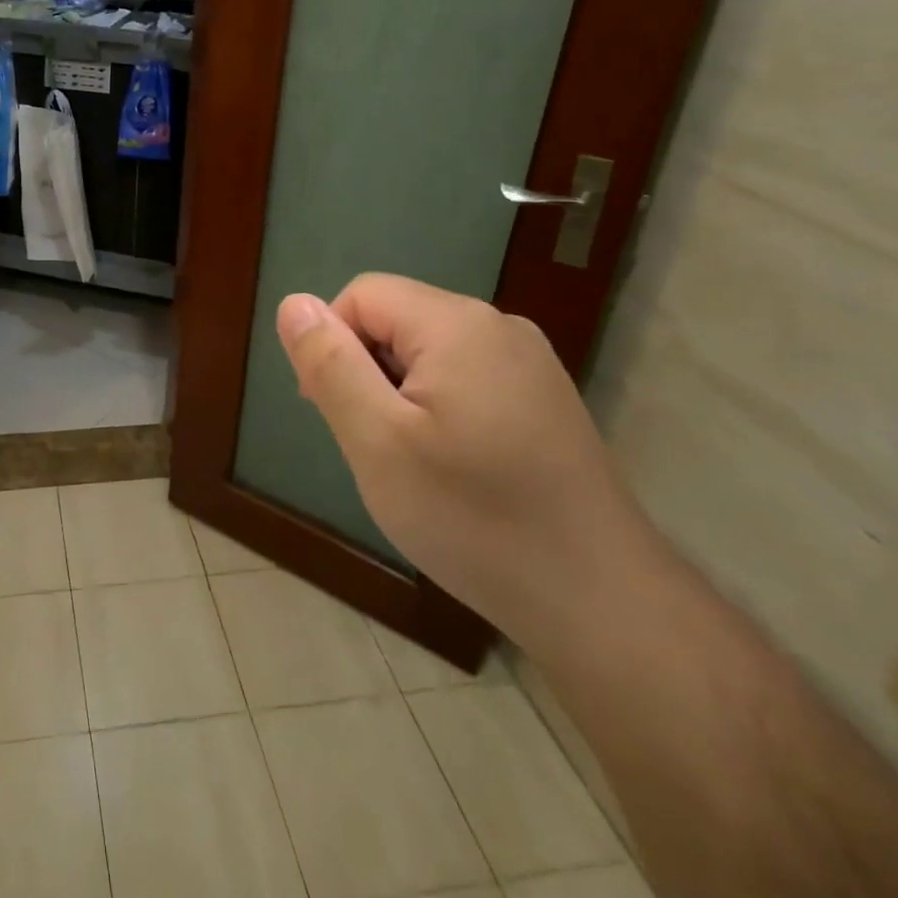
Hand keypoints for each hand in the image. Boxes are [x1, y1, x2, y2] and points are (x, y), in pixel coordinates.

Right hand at [277, 274, 659, 650]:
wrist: (603, 603)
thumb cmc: (474, 518)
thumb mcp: (377, 441)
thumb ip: (330, 364)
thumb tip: (294, 303)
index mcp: (457, 324)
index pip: (361, 295)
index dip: (332, 345)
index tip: (335, 413)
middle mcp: (498, 326)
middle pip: (396, 319)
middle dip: (366, 371)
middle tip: (373, 446)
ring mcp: (529, 363)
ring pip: (428, 351)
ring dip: (399, 394)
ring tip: (412, 463)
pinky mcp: (544, 399)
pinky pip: (464, 377)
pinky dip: (437, 408)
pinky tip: (454, 467)